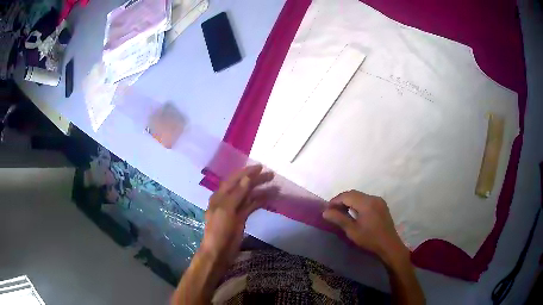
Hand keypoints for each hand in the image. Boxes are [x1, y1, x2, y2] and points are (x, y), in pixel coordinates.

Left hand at [200, 165, 275, 266]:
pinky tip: (270, 198)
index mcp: (220, 196)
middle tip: (272, 175)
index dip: (246, 172)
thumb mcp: (226, 210)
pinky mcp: (241, 218)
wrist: (219, 251)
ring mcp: (235, 209)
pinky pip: (252, 206)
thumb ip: (237, 194)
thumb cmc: (219, 230)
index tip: (260, 167)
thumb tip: (247, 178)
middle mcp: (227, 199)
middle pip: (243, 186)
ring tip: (276, 187)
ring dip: (261, 191)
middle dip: (256, 180)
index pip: (234, 179)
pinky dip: (260, 201)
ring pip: (249, 196)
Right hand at [323, 190, 408, 266]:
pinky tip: (354, 213)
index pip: (347, 195)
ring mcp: (379, 201)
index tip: (327, 209)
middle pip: (354, 194)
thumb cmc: (370, 239)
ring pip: (360, 196)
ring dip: (350, 201)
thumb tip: (325, 211)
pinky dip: (358, 203)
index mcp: (366, 203)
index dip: (335, 200)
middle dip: (342, 200)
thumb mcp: (352, 231)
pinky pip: (366, 200)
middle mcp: (373, 198)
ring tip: (342, 212)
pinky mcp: (382, 205)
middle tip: (333, 211)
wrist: (389, 245)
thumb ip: (339, 219)